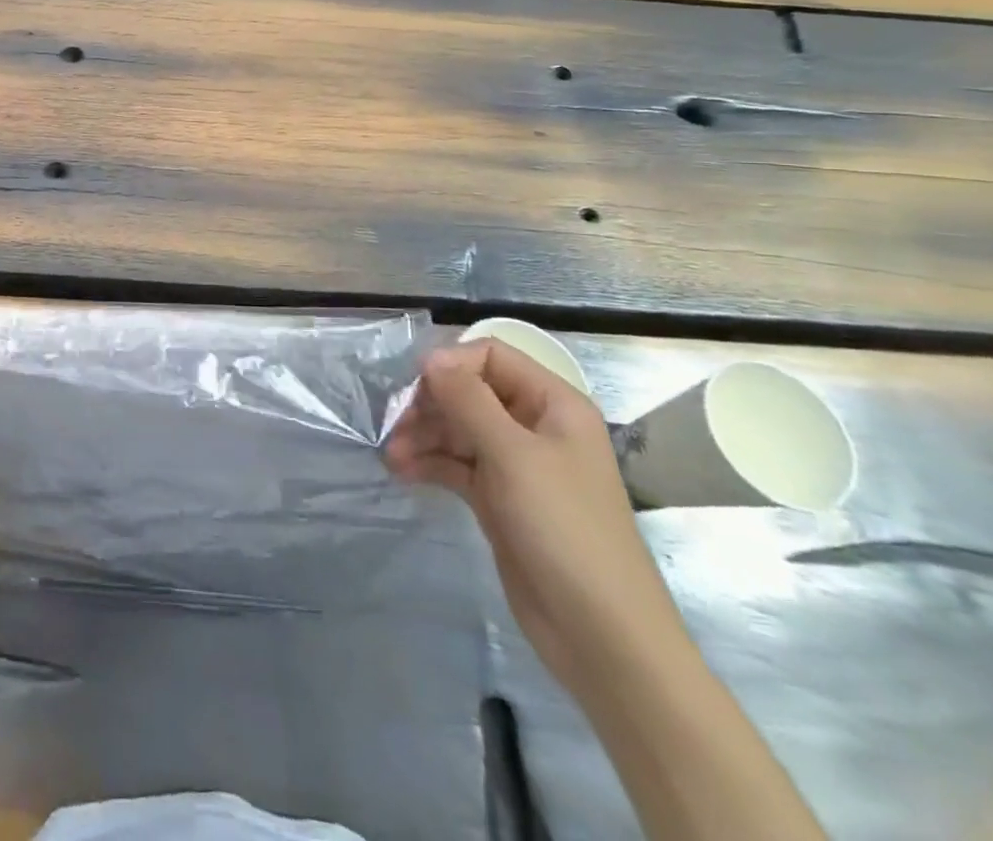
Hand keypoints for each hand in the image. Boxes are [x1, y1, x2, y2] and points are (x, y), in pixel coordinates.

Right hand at [384, 340, 687, 692]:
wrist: (601, 635)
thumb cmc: (564, 529)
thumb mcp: (512, 455)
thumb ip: (468, 399)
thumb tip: (431, 357)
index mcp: (553, 405)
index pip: (492, 356)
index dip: (452, 364)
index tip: (416, 388)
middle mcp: (535, 427)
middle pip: (470, 391)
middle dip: (430, 404)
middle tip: (395, 426)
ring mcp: (517, 465)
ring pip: (458, 429)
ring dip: (423, 435)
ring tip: (391, 456)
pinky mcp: (500, 499)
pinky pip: (457, 464)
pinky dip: (429, 463)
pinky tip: (402, 472)